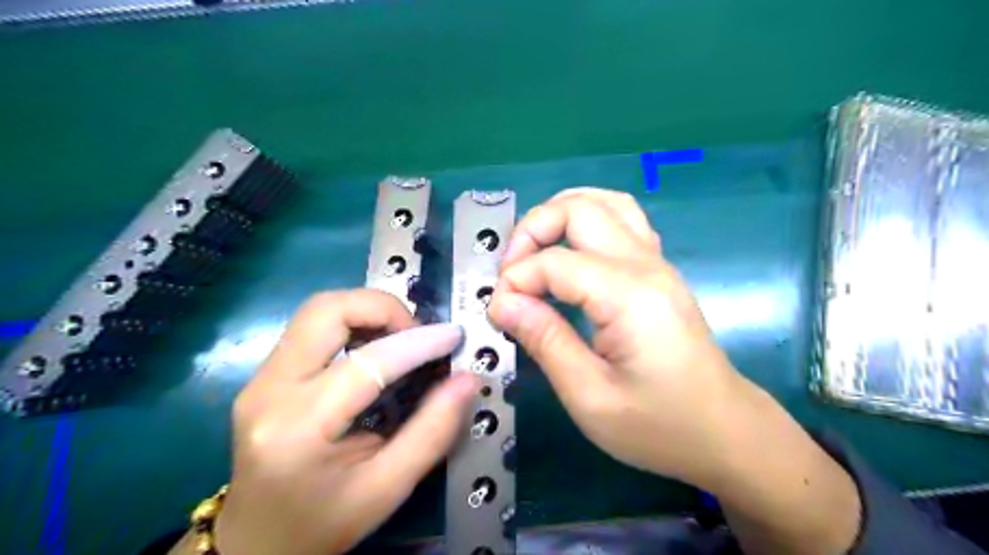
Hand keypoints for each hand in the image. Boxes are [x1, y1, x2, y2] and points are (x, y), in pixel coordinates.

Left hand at [210, 288, 476, 554]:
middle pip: (327, 311)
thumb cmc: (323, 524)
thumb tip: (467, 380)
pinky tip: (376, 348)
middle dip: (382, 308)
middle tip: (418, 333)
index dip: (418, 343)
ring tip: (401, 337)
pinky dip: (353, 322)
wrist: (254, 543)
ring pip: (318, 310)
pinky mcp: (265, 374)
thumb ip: (432, 431)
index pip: (367, 364)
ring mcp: (260, 378)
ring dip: (367, 311)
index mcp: (298, 429)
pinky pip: (312, 327)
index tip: (453, 336)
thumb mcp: (387, 488)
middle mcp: (268, 391)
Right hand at [489, 189, 862, 552]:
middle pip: (579, 208)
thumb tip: (502, 302)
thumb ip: (545, 341)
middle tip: (511, 274)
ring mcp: (657, 261)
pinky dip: (585, 222)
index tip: (499, 314)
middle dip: (532, 231)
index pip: (554, 262)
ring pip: (604, 202)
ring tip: (533, 252)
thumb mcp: (590, 397)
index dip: (515, 282)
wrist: (724, 431)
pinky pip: (621, 220)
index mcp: (629, 296)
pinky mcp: (658, 269)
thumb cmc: (659, 426)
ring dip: (559, 215)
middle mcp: (645, 264)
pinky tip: (569, 253)